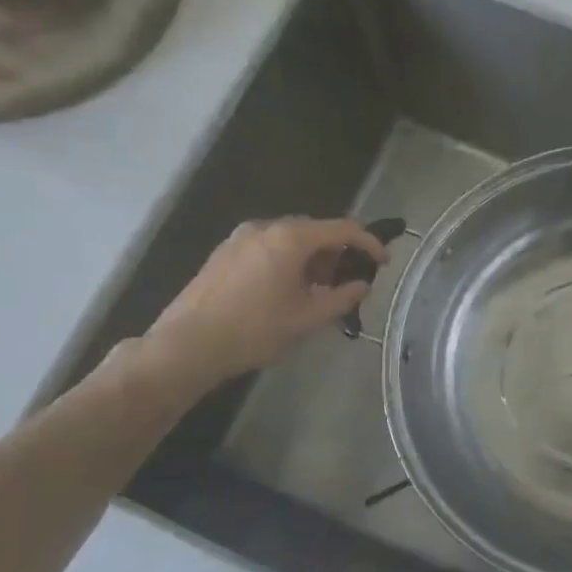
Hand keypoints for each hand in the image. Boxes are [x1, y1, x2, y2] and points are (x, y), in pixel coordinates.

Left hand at [133, 216, 385, 405]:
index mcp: (290, 238)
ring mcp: (240, 238)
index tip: (383, 261)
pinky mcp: (224, 253)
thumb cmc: (254, 330)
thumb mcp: (307, 318)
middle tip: (348, 281)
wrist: (187, 344)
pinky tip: (287, 290)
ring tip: (319, 289)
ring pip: (289, 239)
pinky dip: (287, 261)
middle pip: (314, 230)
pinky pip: (267, 247)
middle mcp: (265, 228)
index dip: (368, 243)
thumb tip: (361, 285)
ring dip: (311, 258)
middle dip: (337, 252)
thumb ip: (342, 298)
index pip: (342, 228)